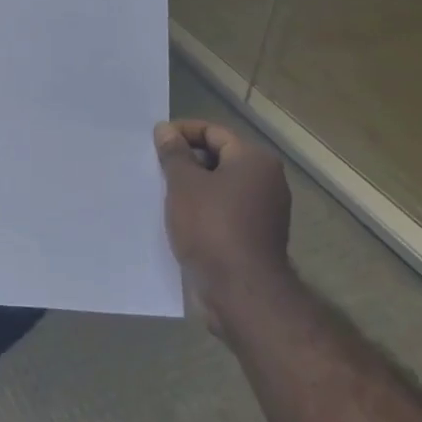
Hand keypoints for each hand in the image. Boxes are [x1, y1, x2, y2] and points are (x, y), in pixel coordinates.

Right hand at [154, 120, 293, 334]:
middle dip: (186, 161)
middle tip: (155, 167)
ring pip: (220, 187)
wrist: (241, 291)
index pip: (214, 132)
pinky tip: (179, 219)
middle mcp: (266, 180)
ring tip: (161, 193)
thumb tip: (166, 130)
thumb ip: (174, 154)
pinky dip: (203, 210)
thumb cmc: (212, 227)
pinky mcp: (256, 236)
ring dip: (192, 187)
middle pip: (219, 158)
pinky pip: (225, 211)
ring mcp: (265, 211)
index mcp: (254, 160)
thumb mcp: (184, 184)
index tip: (155, 141)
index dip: (182, 132)